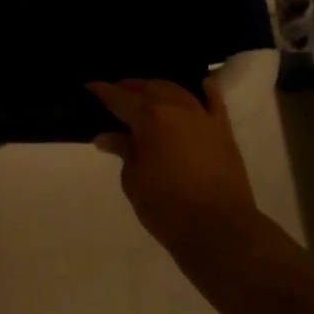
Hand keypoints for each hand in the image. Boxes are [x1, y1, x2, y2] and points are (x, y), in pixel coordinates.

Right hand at [90, 76, 257, 254]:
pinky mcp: (223, 131)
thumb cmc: (165, 206)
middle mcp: (176, 108)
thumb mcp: (133, 179)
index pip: (119, 98)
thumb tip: (107, 136)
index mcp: (149, 117)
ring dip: (159, 87)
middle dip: (130, 87)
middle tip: (115, 92)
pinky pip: (215, 102)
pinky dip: (206, 91)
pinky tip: (202, 85)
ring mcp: (203, 117)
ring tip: (147, 92)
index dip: (103, 91)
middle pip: (149, 88)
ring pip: (178, 90)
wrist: (218, 228)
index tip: (90, 87)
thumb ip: (123, 150)